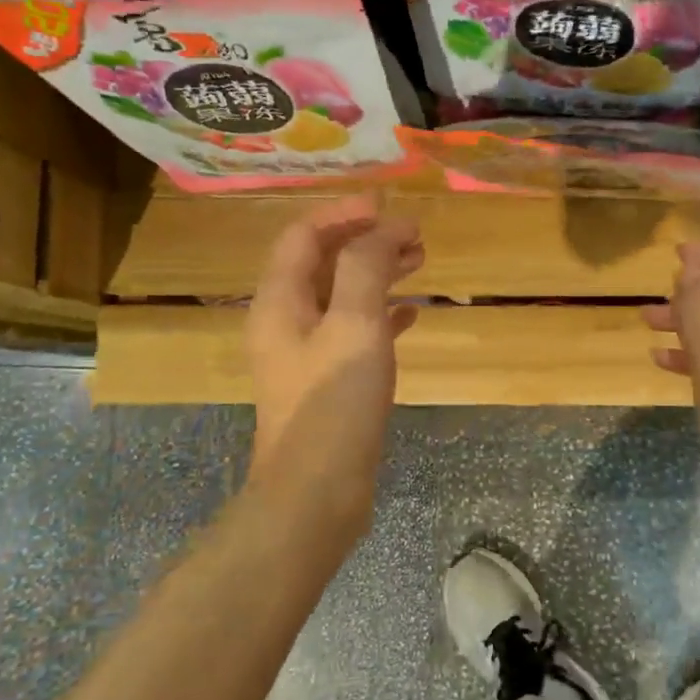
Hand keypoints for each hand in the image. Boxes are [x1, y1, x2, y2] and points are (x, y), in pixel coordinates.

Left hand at [245, 195, 422, 533]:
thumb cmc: (333, 404)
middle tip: (415, 236)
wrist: (317, 492)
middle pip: (324, 263)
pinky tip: (410, 315)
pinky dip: (381, 315)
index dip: (345, 213)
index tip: (390, 206)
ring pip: (342, 297)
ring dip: (377, 274)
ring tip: (420, 263)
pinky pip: (354, 333)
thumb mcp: (354, 325)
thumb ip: (366, 267)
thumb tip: (384, 228)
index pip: (305, 236)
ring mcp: (307, 355)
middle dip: (366, 241)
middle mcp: (286, 322)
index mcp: (280, 301)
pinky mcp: (328, 383)